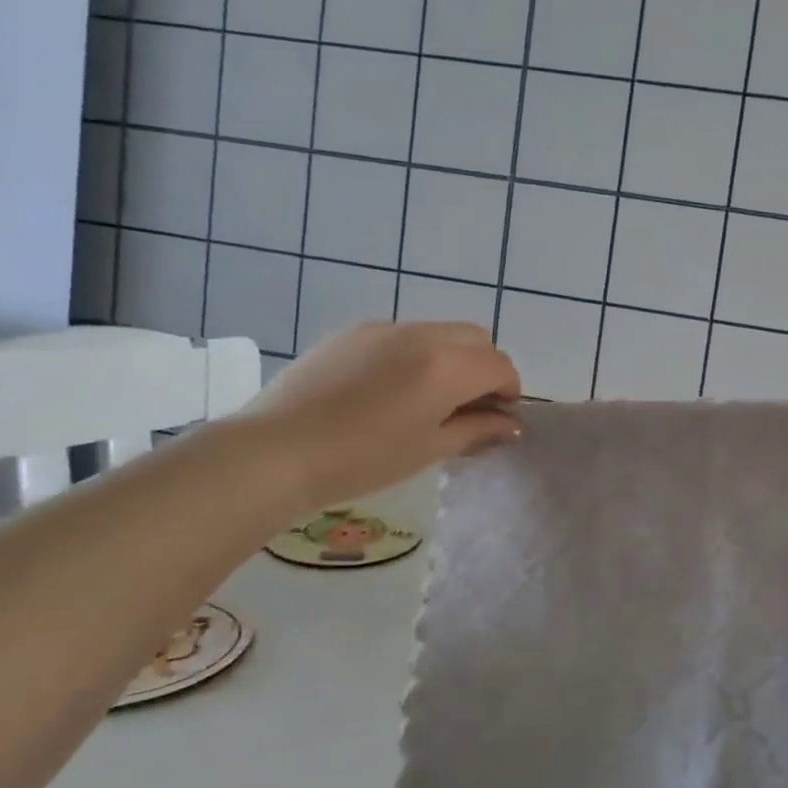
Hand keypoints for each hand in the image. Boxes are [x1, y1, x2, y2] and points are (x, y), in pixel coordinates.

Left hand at [239, 321, 521, 512]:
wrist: (275, 451)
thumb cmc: (362, 460)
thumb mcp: (428, 450)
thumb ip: (477, 430)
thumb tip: (511, 425)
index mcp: (447, 366)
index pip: (500, 365)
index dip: (509, 391)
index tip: (497, 418)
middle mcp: (423, 334)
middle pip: (476, 338)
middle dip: (483, 367)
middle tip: (466, 407)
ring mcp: (385, 327)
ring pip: (439, 332)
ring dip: (450, 358)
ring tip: (423, 398)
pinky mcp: (353, 331)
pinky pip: (401, 334)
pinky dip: (413, 354)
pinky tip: (385, 390)